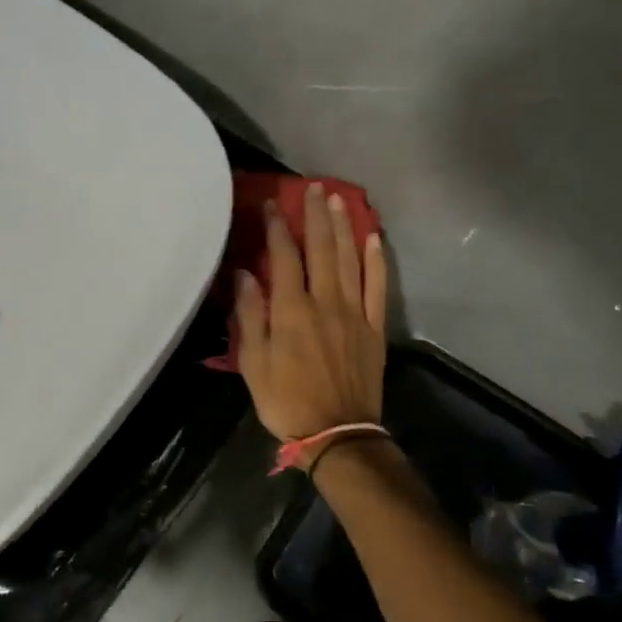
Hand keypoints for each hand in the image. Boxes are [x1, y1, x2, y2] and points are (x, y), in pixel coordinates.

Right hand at [232, 183, 388, 439]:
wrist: (337, 434)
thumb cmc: (287, 401)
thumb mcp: (253, 364)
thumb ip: (250, 316)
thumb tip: (244, 274)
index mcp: (292, 311)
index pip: (283, 257)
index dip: (278, 228)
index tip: (273, 204)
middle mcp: (325, 302)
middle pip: (321, 249)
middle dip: (315, 216)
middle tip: (312, 187)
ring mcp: (354, 313)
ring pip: (350, 260)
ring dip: (344, 228)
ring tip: (338, 200)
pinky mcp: (374, 328)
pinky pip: (378, 287)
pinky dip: (376, 261)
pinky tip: (374, 239)